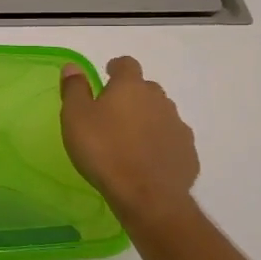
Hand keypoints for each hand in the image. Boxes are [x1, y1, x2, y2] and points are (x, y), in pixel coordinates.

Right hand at [60, 57, 200, 231]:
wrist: (147, 195)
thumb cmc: (104, 151)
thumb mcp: (75, 118)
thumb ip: (74, 89)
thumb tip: (73, 66)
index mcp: (130, 87)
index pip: (127, 64)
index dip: (116, 67)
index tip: (107, 75)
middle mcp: (159, 100)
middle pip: (146, 89)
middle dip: (131, 96)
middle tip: (112, 114)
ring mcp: (178, 126)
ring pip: (161, 114)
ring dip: (147, 119)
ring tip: (129, 139)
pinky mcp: (187, 152)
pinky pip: (171, 140)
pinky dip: (159, 143)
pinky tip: (146, 160)